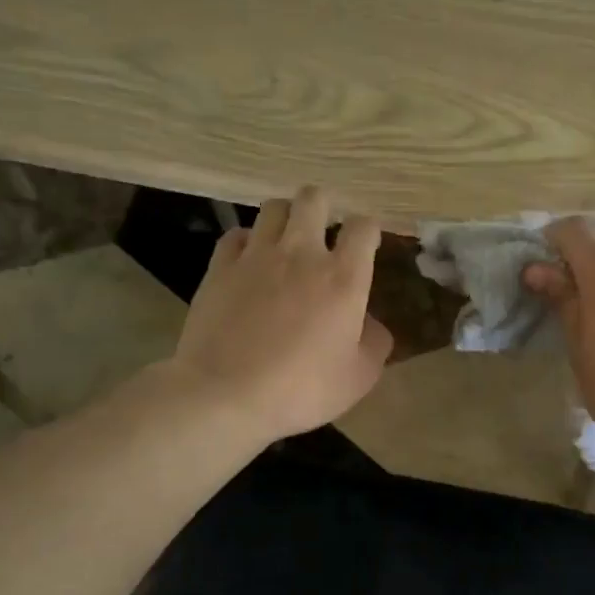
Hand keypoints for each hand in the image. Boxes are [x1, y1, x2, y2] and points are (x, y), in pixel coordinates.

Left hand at [169, 187, 393, 443]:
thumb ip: (374, 343)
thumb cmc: (302, 389)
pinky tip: (249, 260)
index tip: (366, 243)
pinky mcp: (219, 267)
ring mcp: (256, 256)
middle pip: (314, 199)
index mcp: (344, 278)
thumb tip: (370, 323)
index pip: (363, 227)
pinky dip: (247, 241)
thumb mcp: (359, 377)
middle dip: (324, 207)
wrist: (226, 395)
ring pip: (273, 208)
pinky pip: (236, 235)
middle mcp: (302, 253)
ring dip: (285, 218)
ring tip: (286, 240)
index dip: (368, 230)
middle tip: (324, 230)